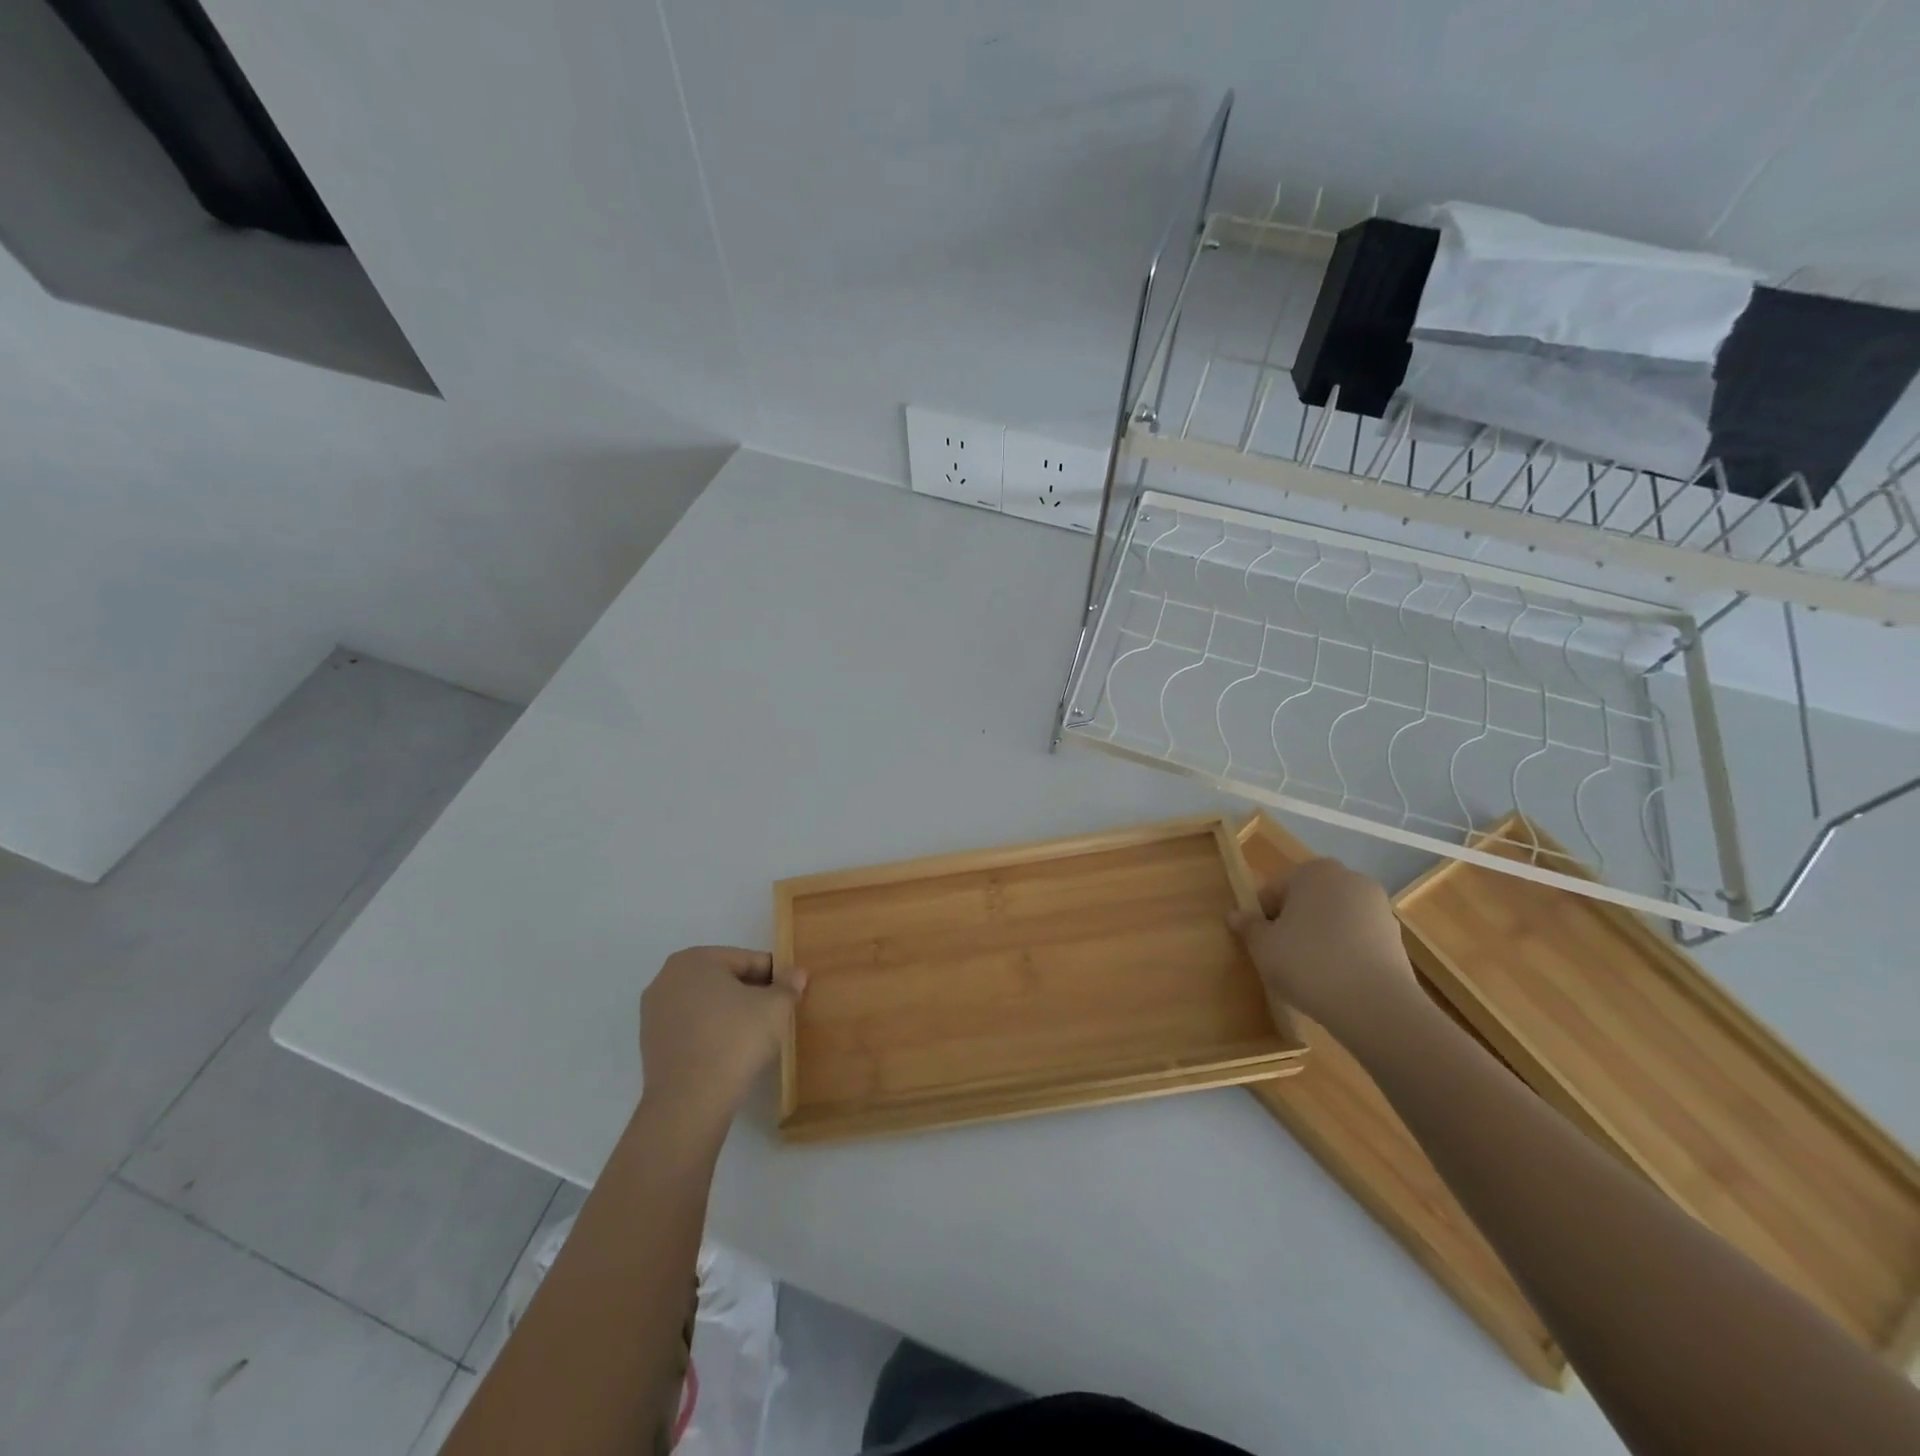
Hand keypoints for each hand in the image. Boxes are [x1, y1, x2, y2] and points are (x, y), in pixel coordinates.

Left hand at [639, 946, 806, 1125]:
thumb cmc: (735, 1040)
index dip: (775, 976)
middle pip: (724, 979)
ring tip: (756, 1034)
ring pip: (707, 1004)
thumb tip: (796, 974)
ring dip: (731, 1013)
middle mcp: (667, 978)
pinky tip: (731, 1051)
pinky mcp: (651, 1044)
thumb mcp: (775, 1007)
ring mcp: (654, 1013)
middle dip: (751, 993)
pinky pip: (692, 1027)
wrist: (689, 1103)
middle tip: (777, 1013)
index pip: (746, 960)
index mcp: (694, 959)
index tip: (791, 994)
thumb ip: (788, 985)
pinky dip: (712, 1032)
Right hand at [1228, 858, 1422, 1047]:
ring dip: (1319, 938)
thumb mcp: (1263, 946)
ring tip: (1310, 973)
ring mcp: (1378, 907)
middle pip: (1307, 900)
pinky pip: (1357, 939)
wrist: (1375, 1006)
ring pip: (1333, 919)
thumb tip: (1235, 915)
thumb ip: (1248, 927)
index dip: (1262, 917)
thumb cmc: (1308, 963)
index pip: (1274, 890)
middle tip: (1282, 957)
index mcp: (1313, 871)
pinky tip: (1336, 981)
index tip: (1260, 944)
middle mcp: (1349, 878)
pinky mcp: (1396, 937)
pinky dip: (1344, 953)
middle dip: (1293, 923)